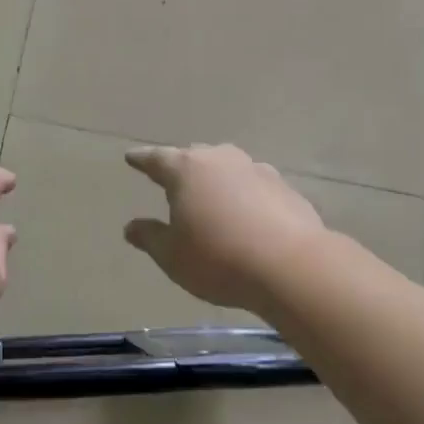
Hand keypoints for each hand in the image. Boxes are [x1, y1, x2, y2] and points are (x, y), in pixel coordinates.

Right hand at [123, 144, 326, 316]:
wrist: (292, 266)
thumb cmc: (218, 258)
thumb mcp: (172, 256)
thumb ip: (150, 237)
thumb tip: (131, 227)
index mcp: (186, 170)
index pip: (156, 159)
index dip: (142, 160)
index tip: (131, 157)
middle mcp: (220, 160)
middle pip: (194, 156)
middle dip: (181, 165)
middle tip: (172, 177)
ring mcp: (256, 170)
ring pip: (227, 167)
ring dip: (216, 178)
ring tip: (211, 194)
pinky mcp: (284, 188)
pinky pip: (254, 185)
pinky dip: (244, 194)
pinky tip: (246, 213)